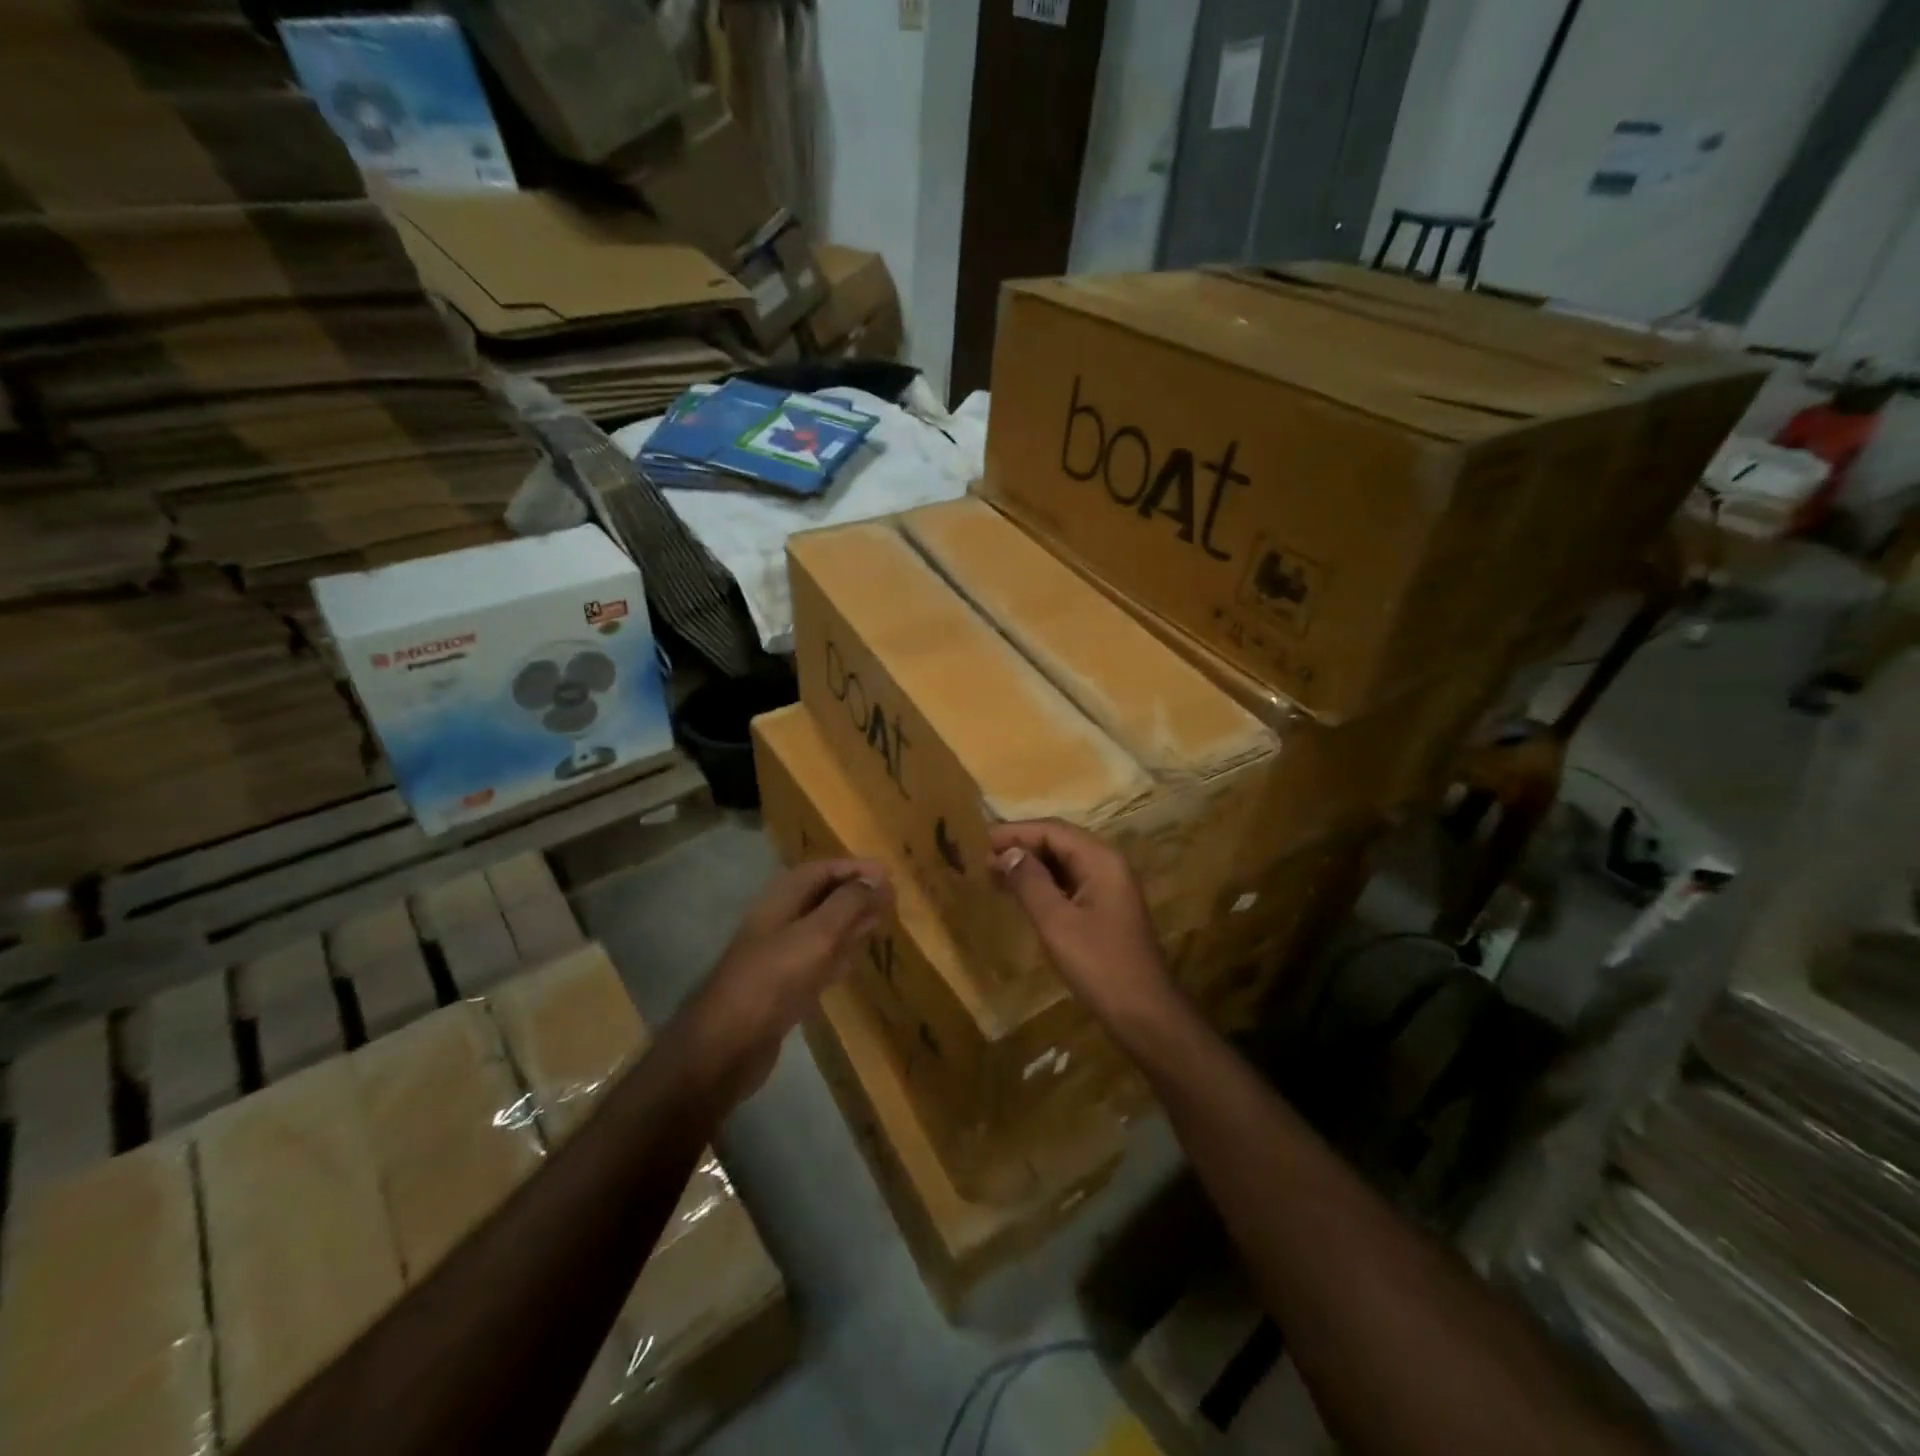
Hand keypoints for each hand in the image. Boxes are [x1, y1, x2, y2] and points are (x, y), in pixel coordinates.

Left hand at [685, 858, 890, 1099]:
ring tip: (880, 922)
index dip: (855, 869)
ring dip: (849, 923)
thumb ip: (849, 903)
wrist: (727, 1045)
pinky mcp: (782, 987)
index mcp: (782, 899)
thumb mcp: (818, 934)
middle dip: (855, 894)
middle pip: (822, 897)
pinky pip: (816, 961)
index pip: (822, 870)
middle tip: (891, 899)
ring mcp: (779, 955)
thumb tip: (876, 878)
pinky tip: (854, 961)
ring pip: (821, 929)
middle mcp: (779, 920)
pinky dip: (837, 955)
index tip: (888, 875)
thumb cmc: (774, 979)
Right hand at [990, 820, 1178, 1032]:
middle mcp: (1107, 865)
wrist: (1145, 1014)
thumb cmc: (1100, 965)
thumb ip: (1030, 883)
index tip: (979, 841)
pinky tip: (1020, 895)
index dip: (1015, 833)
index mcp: (1100, 860)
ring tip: (993, 874)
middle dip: (1021, 847)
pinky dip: (1043, 884)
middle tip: (981, 858)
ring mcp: (1108, 887)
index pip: (1052, 830)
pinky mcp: (1105, 909)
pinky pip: (1069, 883)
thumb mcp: (1057, 923)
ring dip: (1030, 866)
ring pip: (1063, 863)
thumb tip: (1005, 853)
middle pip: (1059, 842)